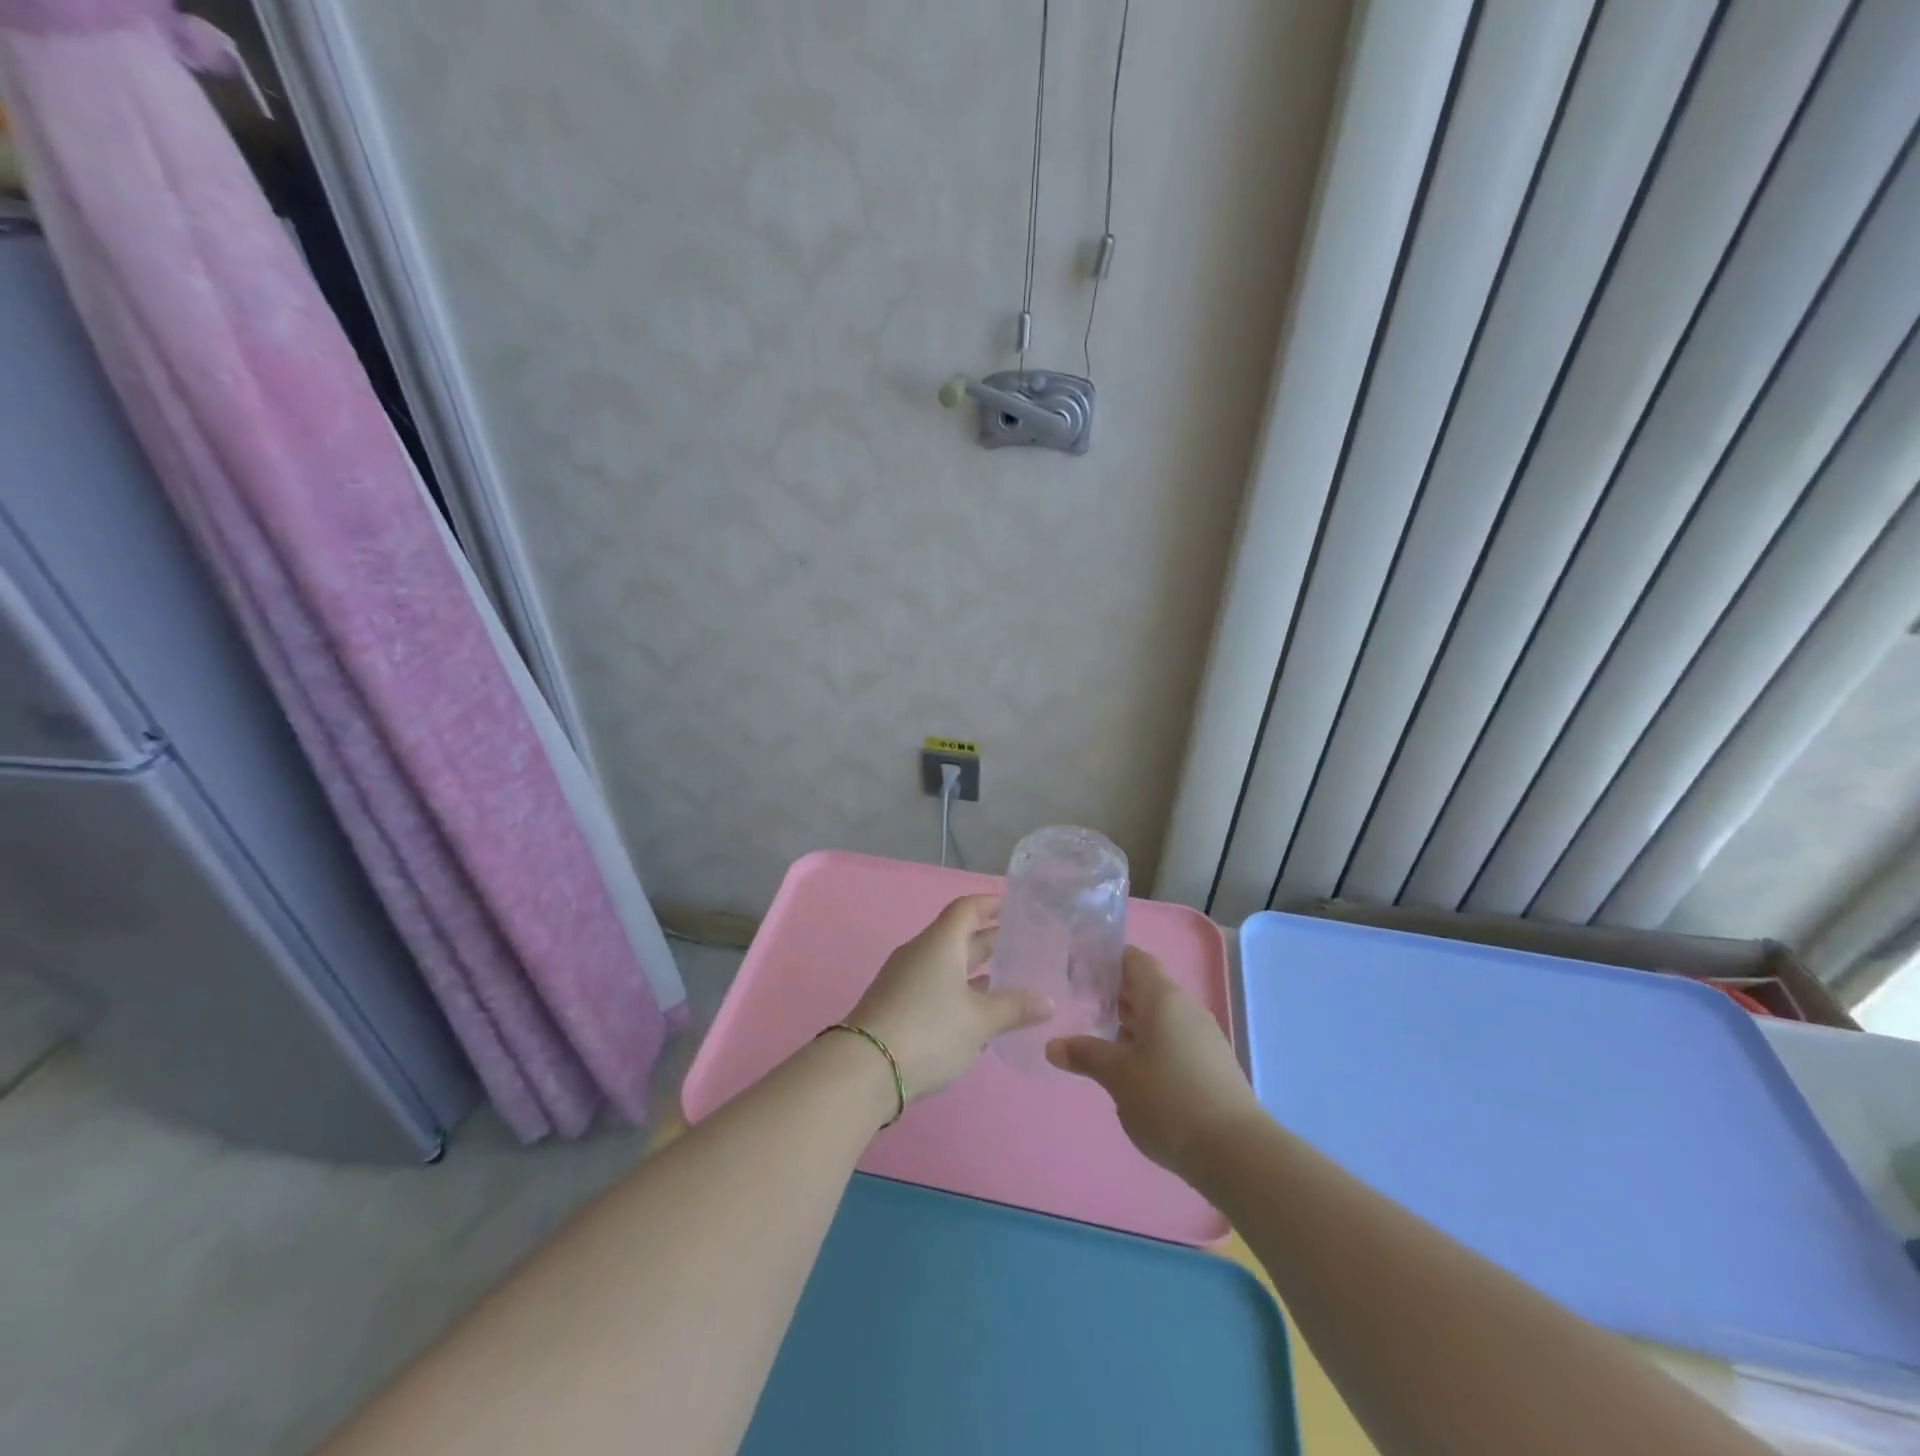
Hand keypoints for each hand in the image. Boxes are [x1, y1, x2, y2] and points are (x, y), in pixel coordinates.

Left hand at [849, 896, 1050, 1102]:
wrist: (864, 1069)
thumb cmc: (929, 1030)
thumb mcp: (979, 1021)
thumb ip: (1014, 1008)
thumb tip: (1047, 1000)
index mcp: (940, 942)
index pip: (968, 908)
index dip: (992, 904)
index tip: (1018, 907)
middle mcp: (921, 952)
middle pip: (959, 936)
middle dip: (992, 940)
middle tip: (1026, 946)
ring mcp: (905, 979)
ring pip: (948, 964)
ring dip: (977, 970)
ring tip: (1011, 980)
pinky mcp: (897, 1005)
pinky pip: (936, 986)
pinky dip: (960, 991)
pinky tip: (980, 1012)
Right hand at [1046, 947, 1260, 1178]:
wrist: (1236, 1152)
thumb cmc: (1169, 1099)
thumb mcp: (1118, 1077)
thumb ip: (1086, 1055)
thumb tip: (1053, 1045)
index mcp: (1163, 999)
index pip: (1134, 960)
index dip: (1107, 960)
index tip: (1080, 972)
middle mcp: (1186, 1009)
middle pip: (1147, 988)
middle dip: (1115, 996)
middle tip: (1082, 1008)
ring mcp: (1204, 1037)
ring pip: (1161, 1018)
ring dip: (1132, 1025)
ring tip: (1102, 1043)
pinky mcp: (1213, 1066)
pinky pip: (1175, 1041)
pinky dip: (1151, 1046)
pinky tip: (1135, 1074)